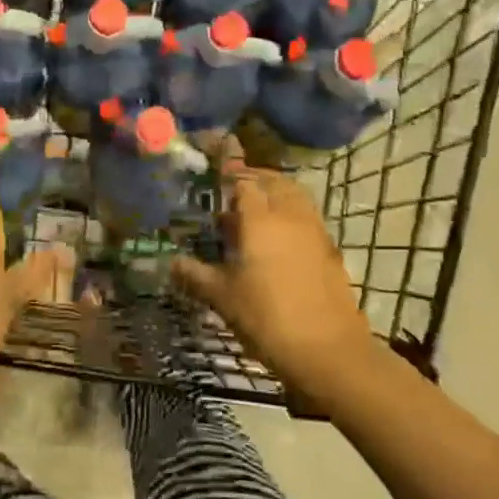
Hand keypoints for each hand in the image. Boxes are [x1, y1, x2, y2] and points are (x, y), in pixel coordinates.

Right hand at [171, 147, 377, 406]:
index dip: (227, 166)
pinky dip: (289, 212)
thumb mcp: (222, 298)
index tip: (215, 148)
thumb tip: (169, 263)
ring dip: (273, 192)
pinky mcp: (329, 249)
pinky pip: (305, 216)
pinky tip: (275, 238)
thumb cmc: (267, 319)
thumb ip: (194, 275)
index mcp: (259, 219)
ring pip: (293, 195)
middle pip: (272, 180)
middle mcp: (289, 215)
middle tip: (230, 189)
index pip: (241, 179)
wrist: (329, 351)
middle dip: (251, 177)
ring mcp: (314, 231)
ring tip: (252, 211)